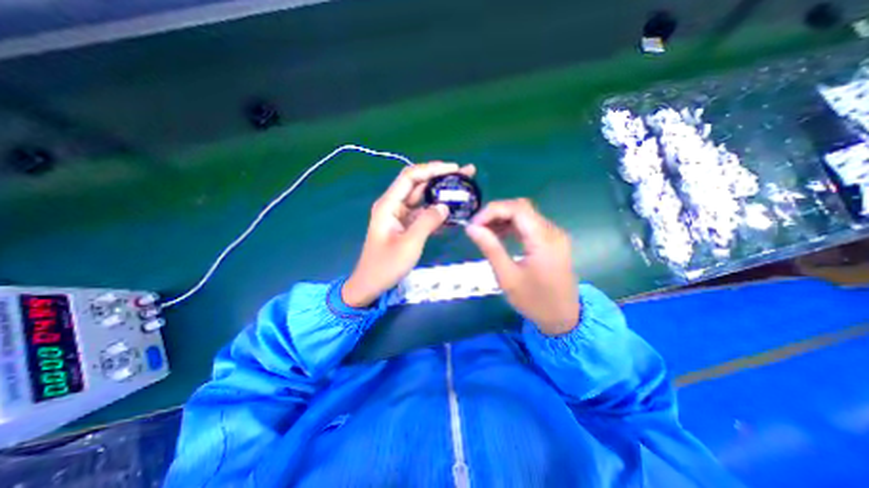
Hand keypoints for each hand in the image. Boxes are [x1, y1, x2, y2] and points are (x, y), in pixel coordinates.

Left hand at [342, 162, 474, 306]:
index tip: (454, 168)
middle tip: (465, 174)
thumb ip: (427, 222)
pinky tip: (453, 212)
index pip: (411, 176)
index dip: (432, 169)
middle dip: (441, 177)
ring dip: (442, 194)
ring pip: (423, 199)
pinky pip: (423, 214)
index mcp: (389, 204)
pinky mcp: (405, 226)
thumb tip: (445, 206)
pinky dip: (437, 212)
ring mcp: (400, 216)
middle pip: (419, 184)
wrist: (371, 284)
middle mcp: (394, 205)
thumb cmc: (386, 265)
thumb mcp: (409, 243)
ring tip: (463, 189)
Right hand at [465, 199, 579, 335]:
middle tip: (477, 228)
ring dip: (503, 218)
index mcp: (543, 240)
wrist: (564, 318)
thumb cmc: (534, 301)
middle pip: (521, 208)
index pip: (516, 209)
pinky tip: (500, 236)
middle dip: (496, 213)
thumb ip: (490, 248)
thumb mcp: (507, 277)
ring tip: (485, 232)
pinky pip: (530, 224)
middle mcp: (552, 231)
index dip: (492, 211)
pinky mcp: (552, 240)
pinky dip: (512, 226)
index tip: (474, 225)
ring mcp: (554, 235)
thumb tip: (471, 228)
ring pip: (525, 214)